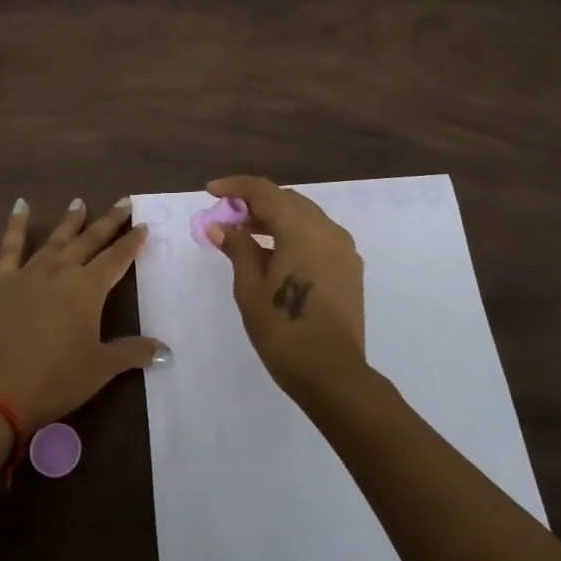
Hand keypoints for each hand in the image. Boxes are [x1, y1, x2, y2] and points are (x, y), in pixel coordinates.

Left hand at [0, 196, 163, 430]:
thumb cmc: (57, 379)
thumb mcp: (101, 368)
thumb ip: (132, 352)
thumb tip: (165, 350)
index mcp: (89, 288)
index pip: (117, 258)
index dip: (132, 242)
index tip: (143, 226)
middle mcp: (62, 271)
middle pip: (90, 240)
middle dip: (109, 221)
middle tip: (123, 202)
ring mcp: (29, 272)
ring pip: (55, 239)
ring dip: (70, 221)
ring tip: (80, 202)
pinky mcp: (0, 280)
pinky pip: (10, 246)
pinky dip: (16, 224)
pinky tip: (21, 205)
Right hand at [204, 175, 367, 405]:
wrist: (332, 374)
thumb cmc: (283, 330)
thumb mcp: (250, 288)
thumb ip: (237, 248)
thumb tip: (220, 225)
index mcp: (302, 229)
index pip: (265, 191)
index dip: (236, 187)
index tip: (211, 191)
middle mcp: (328, 230)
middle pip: (287, 200)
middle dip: (255, 203)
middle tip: (226, 217)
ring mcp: (343, 249)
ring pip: (305, 217)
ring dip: (275, 218)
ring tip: (245, 235)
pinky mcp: (349, 268)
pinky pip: (318, 236)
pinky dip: (293, 235)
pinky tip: (273, 254)